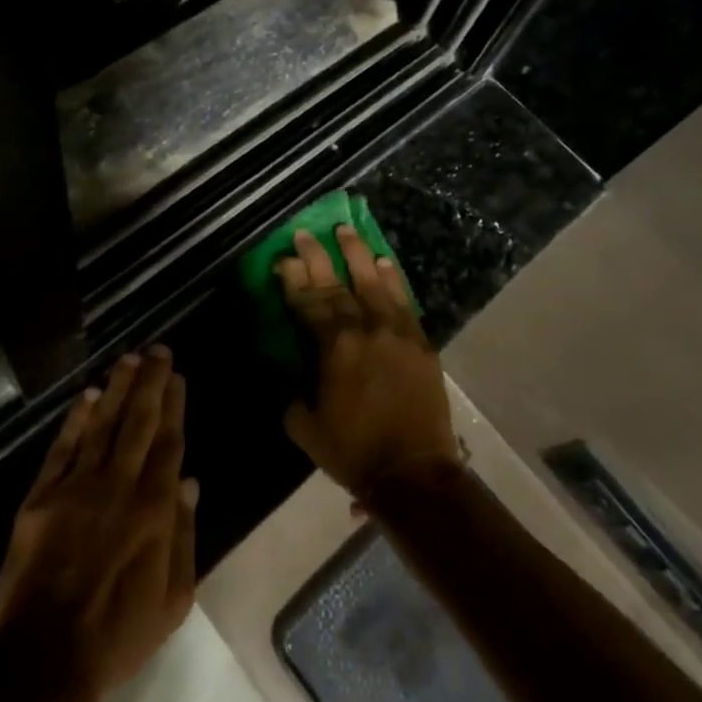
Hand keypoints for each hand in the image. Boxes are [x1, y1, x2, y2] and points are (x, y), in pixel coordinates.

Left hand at [0, 347, 198, 696]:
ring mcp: (77, 488)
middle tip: (157, 350)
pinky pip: (62, 449)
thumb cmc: (118, 634)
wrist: (46, 661)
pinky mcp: (41, 498)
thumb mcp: (173, 598)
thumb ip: (183, 534)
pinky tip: (87, 396)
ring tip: (128, 359)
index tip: (177, 376)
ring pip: (102, 426)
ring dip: (116, 389)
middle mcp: (119, 486)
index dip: (174, 406)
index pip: (168, 442)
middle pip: (138, 422)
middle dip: (150, 383)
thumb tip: (190, 481)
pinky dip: (76, 420)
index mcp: (154, 509)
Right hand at [276, 226, 460, 499]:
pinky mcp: (419, 341)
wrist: (413, 471)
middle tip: (304, 232)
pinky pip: (403, 300)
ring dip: (356, 254)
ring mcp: (396, 331)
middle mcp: (364, 328)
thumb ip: (292, 389)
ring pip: (373, 282)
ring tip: (345, 230)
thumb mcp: (303, 425)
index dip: (292, 278)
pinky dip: (392, 278)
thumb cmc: (352, 451)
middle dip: (317, 256)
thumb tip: (289, 367)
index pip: (308, 301)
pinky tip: (383, 261)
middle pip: (337, 284)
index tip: (282, 258)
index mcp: (333, 347)